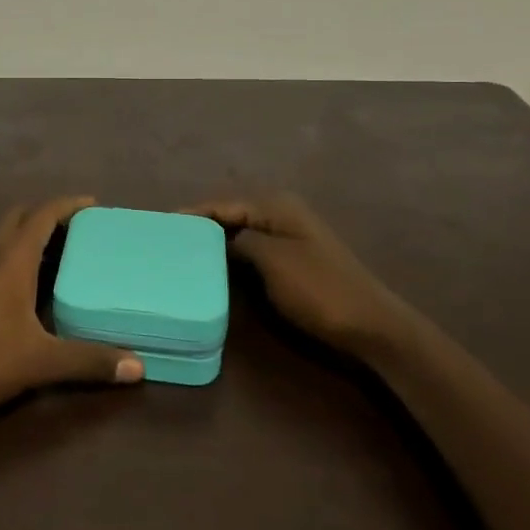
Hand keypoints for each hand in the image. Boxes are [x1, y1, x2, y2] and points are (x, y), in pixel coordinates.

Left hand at [0, 196, 143, 419]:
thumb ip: (87, 361)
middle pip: (19, 219)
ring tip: (63, 255)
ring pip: (5, 240)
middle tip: (79, 228)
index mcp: (11, 263)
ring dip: (31, 237)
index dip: (67, 205)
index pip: (41, 217)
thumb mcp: (39, 362)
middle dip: (48, 215)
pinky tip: (32, 291)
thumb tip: (138, 366)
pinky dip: (18, 260)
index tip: (94, 204)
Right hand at [186, 194, 429, 356]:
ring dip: (215, 245)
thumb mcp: (271, 260)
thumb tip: (218, 239)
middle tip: (166, 243)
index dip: (192, 214)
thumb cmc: (318, 289)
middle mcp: (281, 214)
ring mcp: (289, 238)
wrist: (370, 325)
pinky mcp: (293, 261)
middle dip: (201, 228)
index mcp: (276, 206)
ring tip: (181, 257)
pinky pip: (252, 252)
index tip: (160, 226)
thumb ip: (239, 241)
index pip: (222, 204)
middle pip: (230, 216)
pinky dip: (232, 259)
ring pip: (240, 235)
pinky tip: (214, 271)